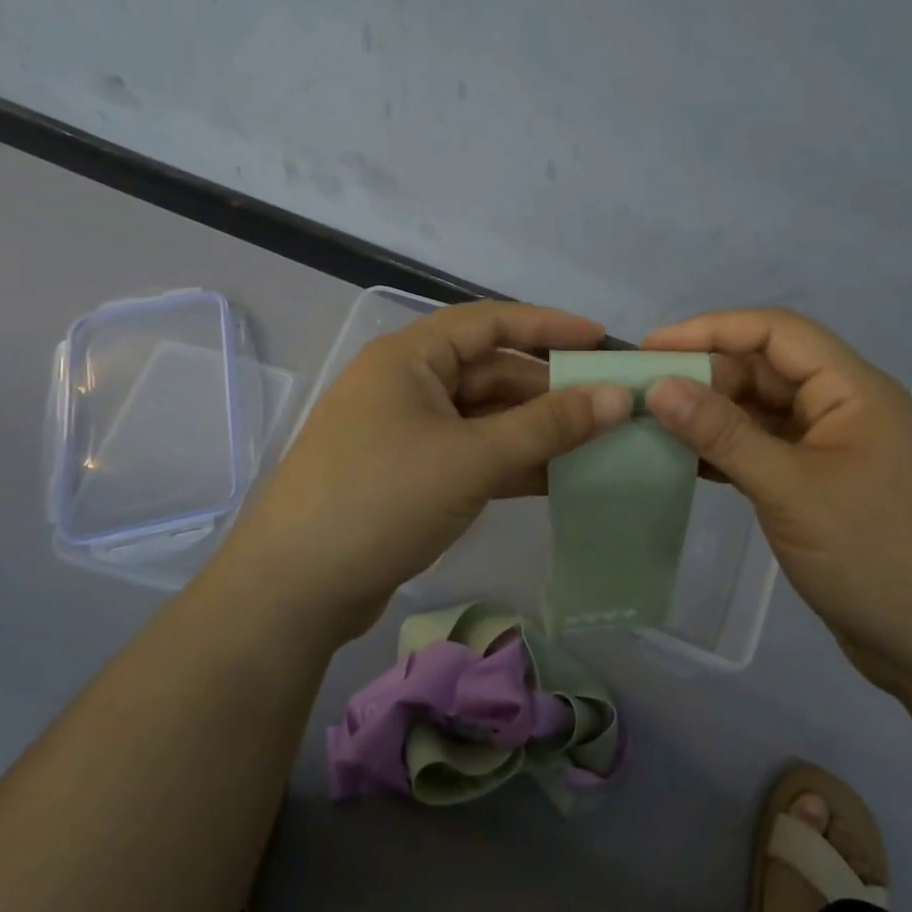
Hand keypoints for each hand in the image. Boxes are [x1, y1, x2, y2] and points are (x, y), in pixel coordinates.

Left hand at [218, 301, 630, 645]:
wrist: (295, 589)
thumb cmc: (382, 499)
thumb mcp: (471, 458)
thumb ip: (547, 426)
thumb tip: (617, 396)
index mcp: (409, 358)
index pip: (489, 322)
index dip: (548, 325)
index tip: (601, 339)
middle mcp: (406, 385)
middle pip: (490, 373)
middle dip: (548, 389)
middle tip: (609, 407)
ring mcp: (406, 433)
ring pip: (484, 418)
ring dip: (535, 431)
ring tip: (597, 446)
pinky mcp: (410, 477)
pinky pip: (472, 455)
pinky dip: (511, 463)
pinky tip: (557, 480)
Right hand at [641, 308, 911, 696]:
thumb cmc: (879, 556)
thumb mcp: (792, 489)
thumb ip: (723, 434)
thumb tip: (660, 386)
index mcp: (853, 390)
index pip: (776, 332)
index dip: (711, 328)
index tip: (652, 347)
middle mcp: (846, 409)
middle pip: (768, 370)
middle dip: (707, 375)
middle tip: (644, 395)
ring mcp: (837, 452)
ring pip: (765, 413)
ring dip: (714, 416)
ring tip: (654, 426)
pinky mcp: (827, 490)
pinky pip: (769, 453)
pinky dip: (730, 453)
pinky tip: (688, 465)